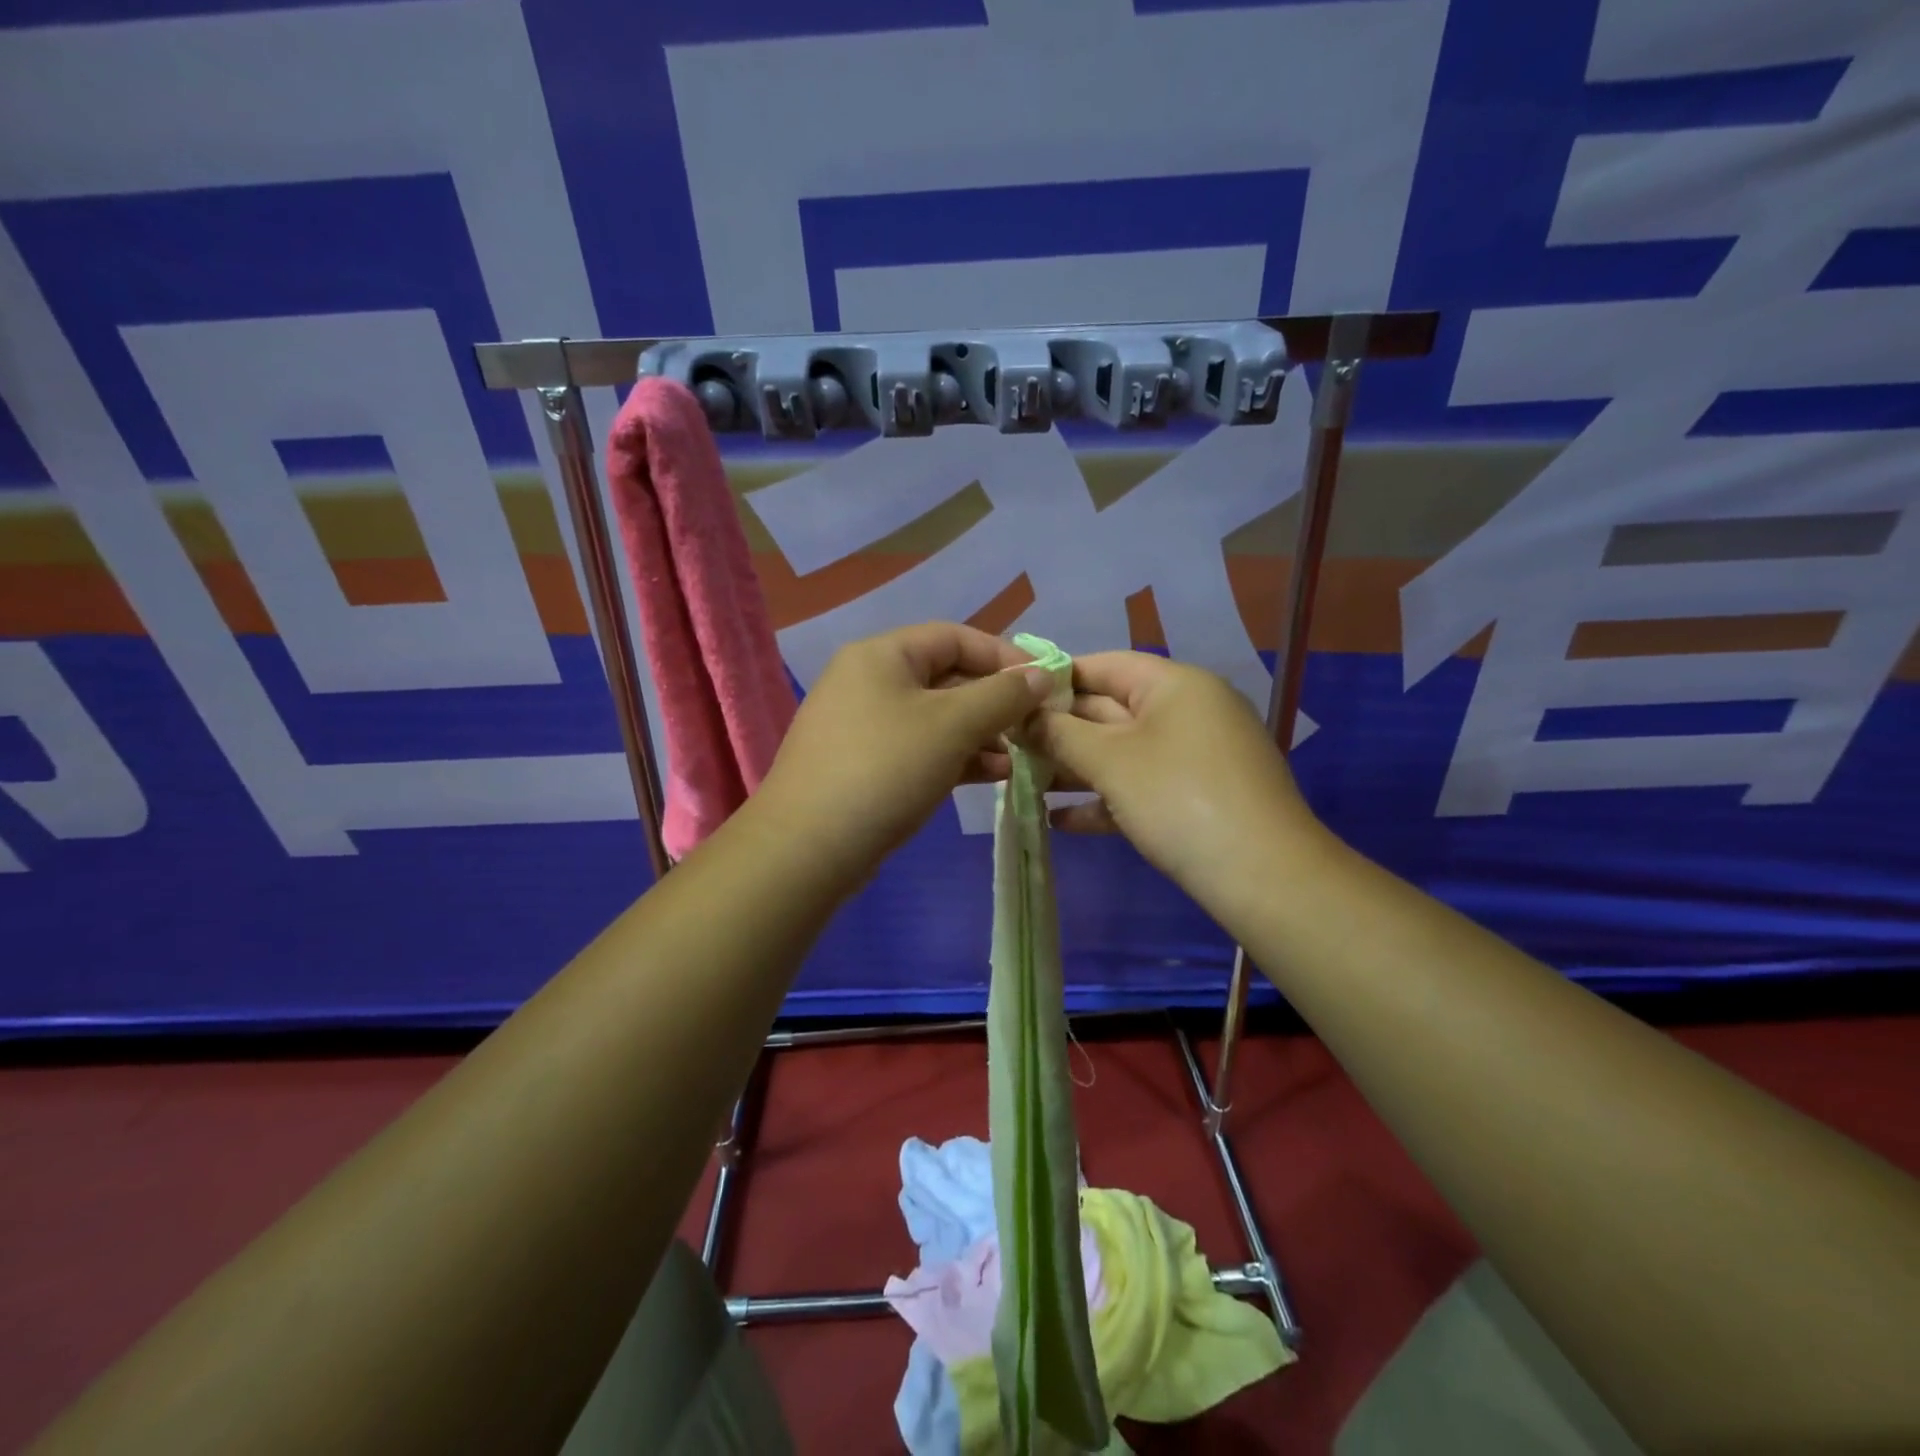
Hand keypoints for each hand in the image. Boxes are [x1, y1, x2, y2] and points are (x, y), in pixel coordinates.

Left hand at [753, 623, 1056, 878]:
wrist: (808, 847)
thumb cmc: (885, 769)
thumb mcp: (952, 726)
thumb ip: (1002, 695)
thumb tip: (1042, 674)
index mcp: (881, 655)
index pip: (954, 637)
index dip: (1002, 655)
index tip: (1042, 683)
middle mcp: (867, 681)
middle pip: (945, 677)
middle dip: (993, 701)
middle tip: (1033, 726)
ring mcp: (862, 725)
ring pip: (935, 718)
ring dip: (979, 733)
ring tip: (1017, 756)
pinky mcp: (863, 765)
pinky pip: (919, 748)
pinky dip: (955, 756)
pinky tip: (989, 774)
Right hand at [1029, 652, 1327, 908]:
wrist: (1263, 876)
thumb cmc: (1178, 799)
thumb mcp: (1110, 762)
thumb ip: (1061, 734)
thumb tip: (1025, 717)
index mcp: (1175, 684)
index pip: (1106, 665)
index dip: (1056, 678)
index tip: (1013, 696)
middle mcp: (1190, 710)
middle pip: (1112, 710)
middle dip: (1060, 730)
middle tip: (1009, 745)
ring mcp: (1197, 756)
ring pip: (1124, 752)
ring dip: (1076, 768)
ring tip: (1024, 782)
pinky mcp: (1199, 796)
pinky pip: (1143, 785)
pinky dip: (1106, 799)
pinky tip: (1062, 822)